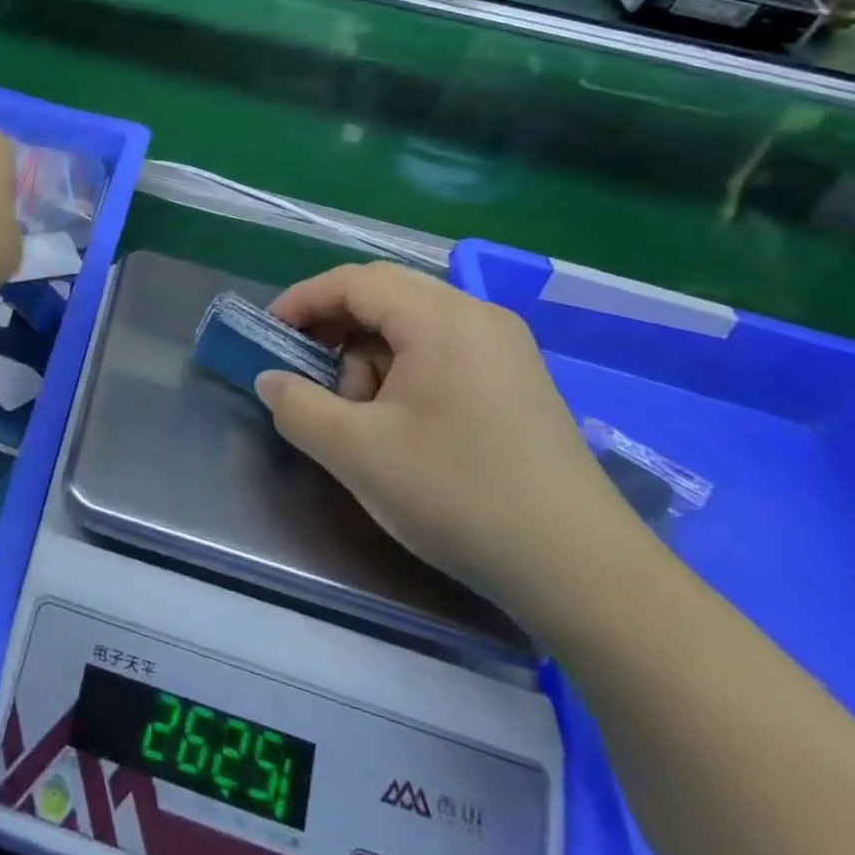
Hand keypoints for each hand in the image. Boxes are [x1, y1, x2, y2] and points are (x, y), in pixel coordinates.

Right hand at [255, 263, 643, 621]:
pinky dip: (404, 369)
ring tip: (358, 412)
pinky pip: (442, 349)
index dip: (302, 301)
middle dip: (335, 326)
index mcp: (442, 319)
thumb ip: (298, 407)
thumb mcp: (357, 453)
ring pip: (412, 323)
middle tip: (305, 368)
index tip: (270, 335)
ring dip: (369, 353)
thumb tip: (270, 380)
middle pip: (385, 294)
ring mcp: (505, 348)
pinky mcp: (518, 381)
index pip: (354, 281)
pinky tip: (400, 421)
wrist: (584, 573)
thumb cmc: (460, 496)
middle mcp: (478, 316)